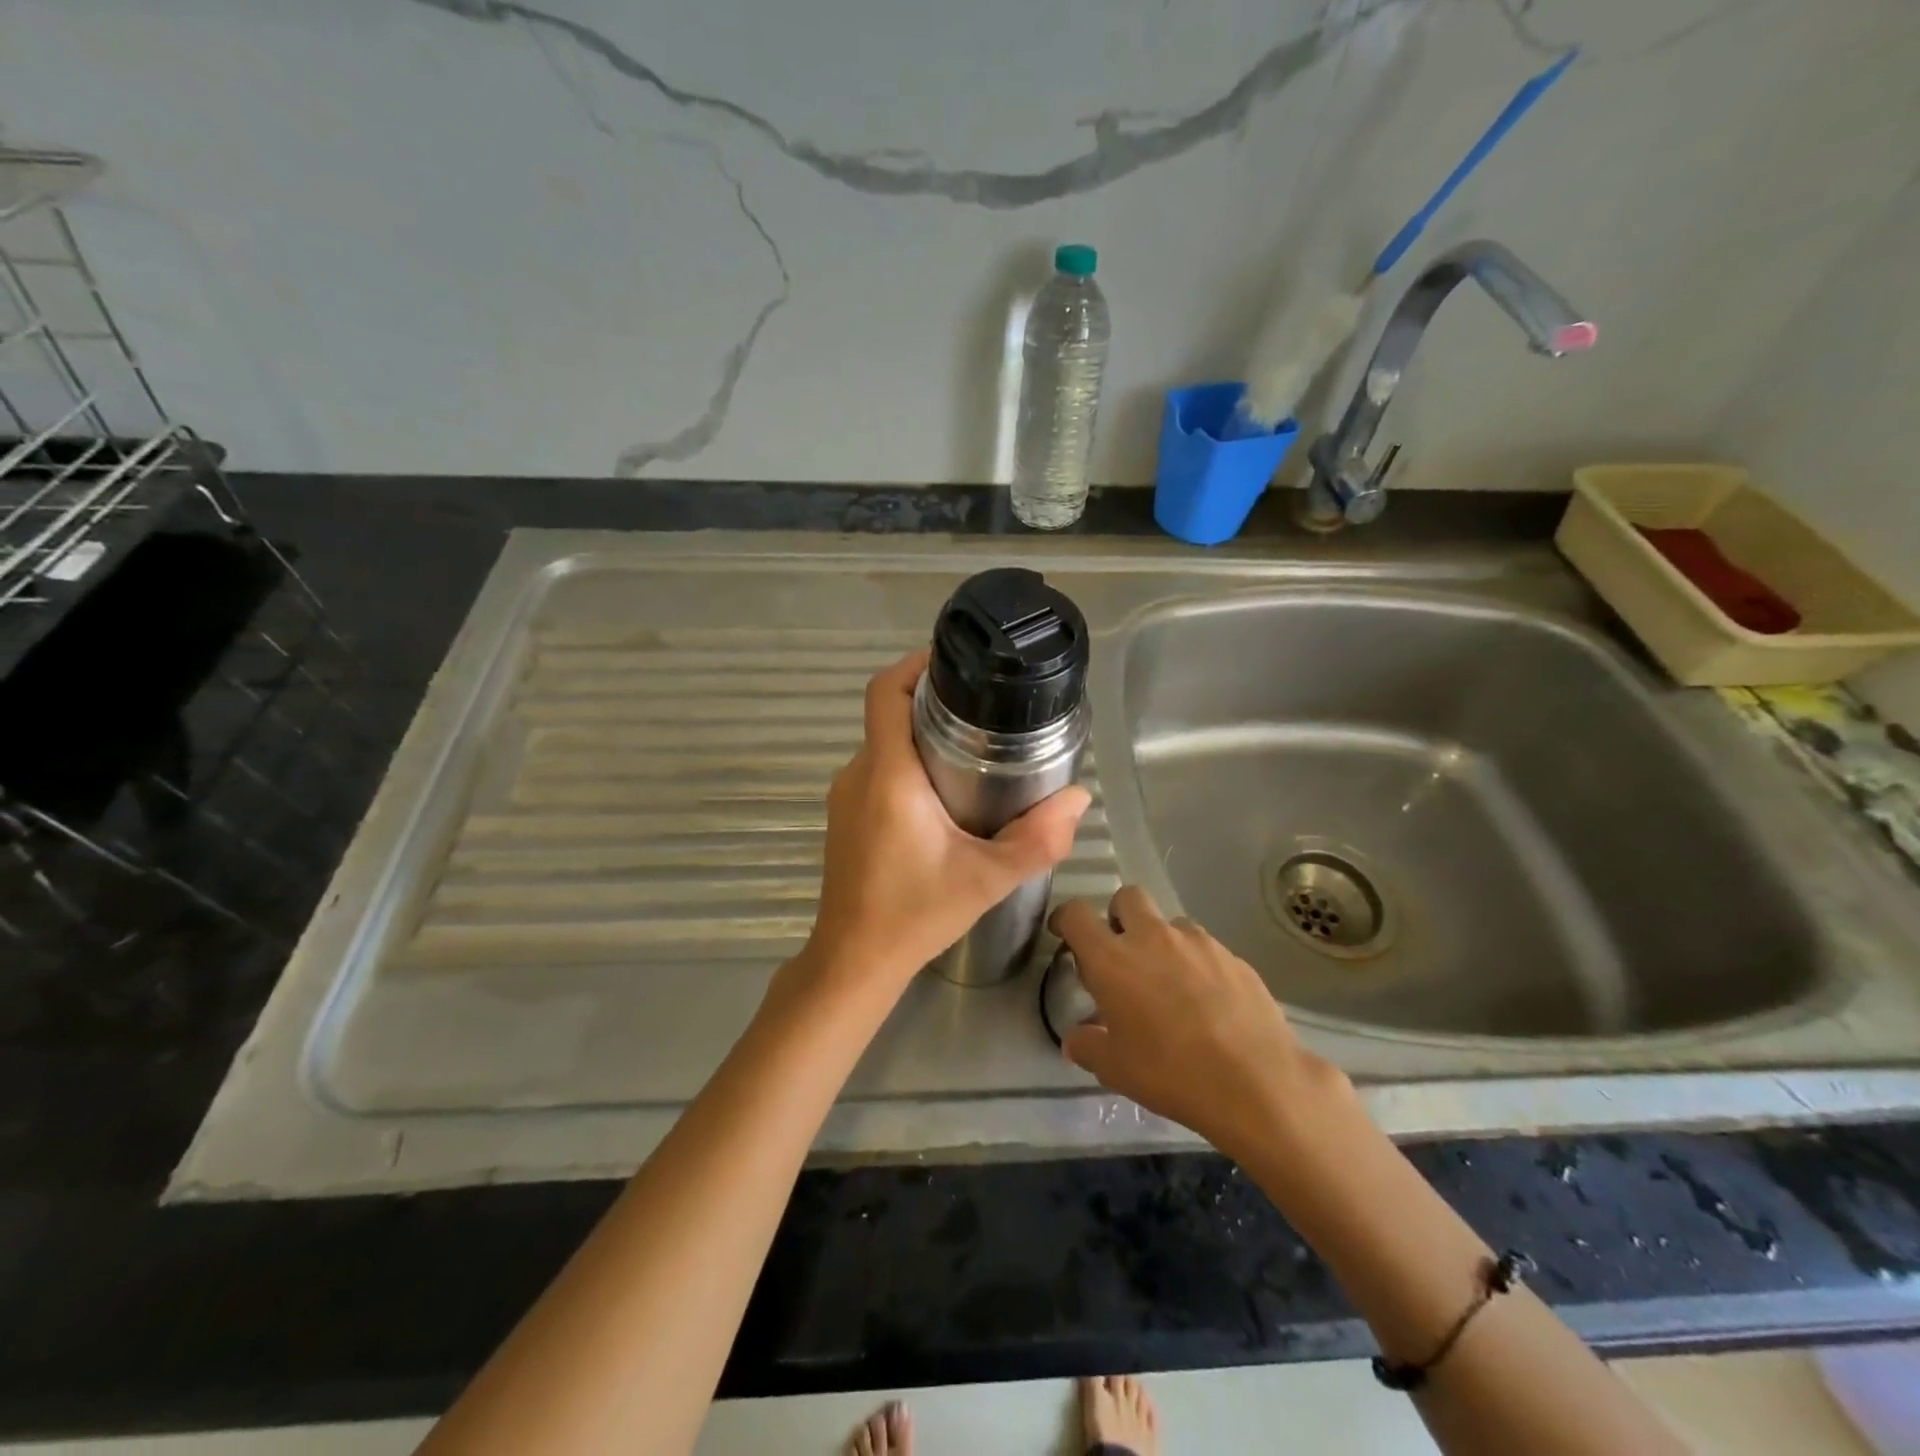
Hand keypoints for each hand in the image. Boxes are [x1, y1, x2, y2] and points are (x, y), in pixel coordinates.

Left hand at [799, 649, 1090, 999]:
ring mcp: (846, 796)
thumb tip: (1078, 799)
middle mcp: (858, 774)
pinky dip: (909, 764)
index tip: (955, 661)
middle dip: (932, 701)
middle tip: (986, 708)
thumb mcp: (986, 879)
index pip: (884, 692)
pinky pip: (878, 771)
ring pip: (885, 744)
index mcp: (888, 775)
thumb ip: (1038, 840)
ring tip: (975, 748)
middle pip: (888, 714)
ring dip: (922, 736)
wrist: (854, 961)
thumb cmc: (914, 914)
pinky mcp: (845, 816)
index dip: (914, 665)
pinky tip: (946, 793)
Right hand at [1051, 887, 1349, 1160]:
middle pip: (1127, 897)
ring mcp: (1198, 943)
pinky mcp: (1234, 957)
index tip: (1063, 934)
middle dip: (1118, 916)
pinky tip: (1207, 1002)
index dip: (1065, 918)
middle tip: (1121, 952)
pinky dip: (1196, 964)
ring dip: (1161, 942)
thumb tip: (1076, 1038)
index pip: (1077, 914)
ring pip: (1170, 923)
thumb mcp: (1114, 1069)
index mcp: (1112, 959)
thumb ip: (1087, 1046)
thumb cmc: (1171, 1073)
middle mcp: (1152, 938)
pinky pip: (1205, 948)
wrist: (1256, 1082)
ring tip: (1170, 983)